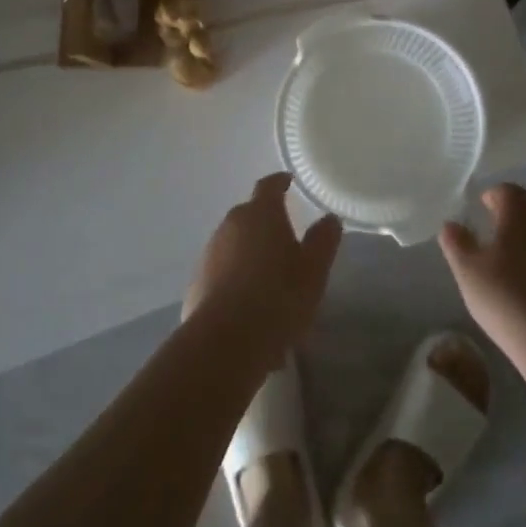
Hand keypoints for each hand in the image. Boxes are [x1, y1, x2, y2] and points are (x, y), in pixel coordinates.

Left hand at [184, 173, 342, 356]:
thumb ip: (323, 239)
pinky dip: (235, 280)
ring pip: (234, 245)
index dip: (280, 183)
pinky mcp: (196, 285)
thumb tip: (329, 218)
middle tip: (286, 240)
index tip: (289, 183)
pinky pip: (222, 273)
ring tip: (270, 281)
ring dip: (250, 254)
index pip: (269, 186)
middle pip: (249, 215)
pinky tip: (249, 308)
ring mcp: (209, 254)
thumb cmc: (279, 297)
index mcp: (260, 214)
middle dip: (266, 223)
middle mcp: (230, 225)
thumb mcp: (314, 270)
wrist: (225, 343)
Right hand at [440, 184, 525, 371]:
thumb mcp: (468, 272)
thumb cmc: (508, 301)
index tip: (482, 206)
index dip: (494, 194)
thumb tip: (450, 224)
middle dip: (512, 214)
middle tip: (493, 231)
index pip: (509, 191)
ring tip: (510, 260)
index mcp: (520, 216)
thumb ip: (456, 243)